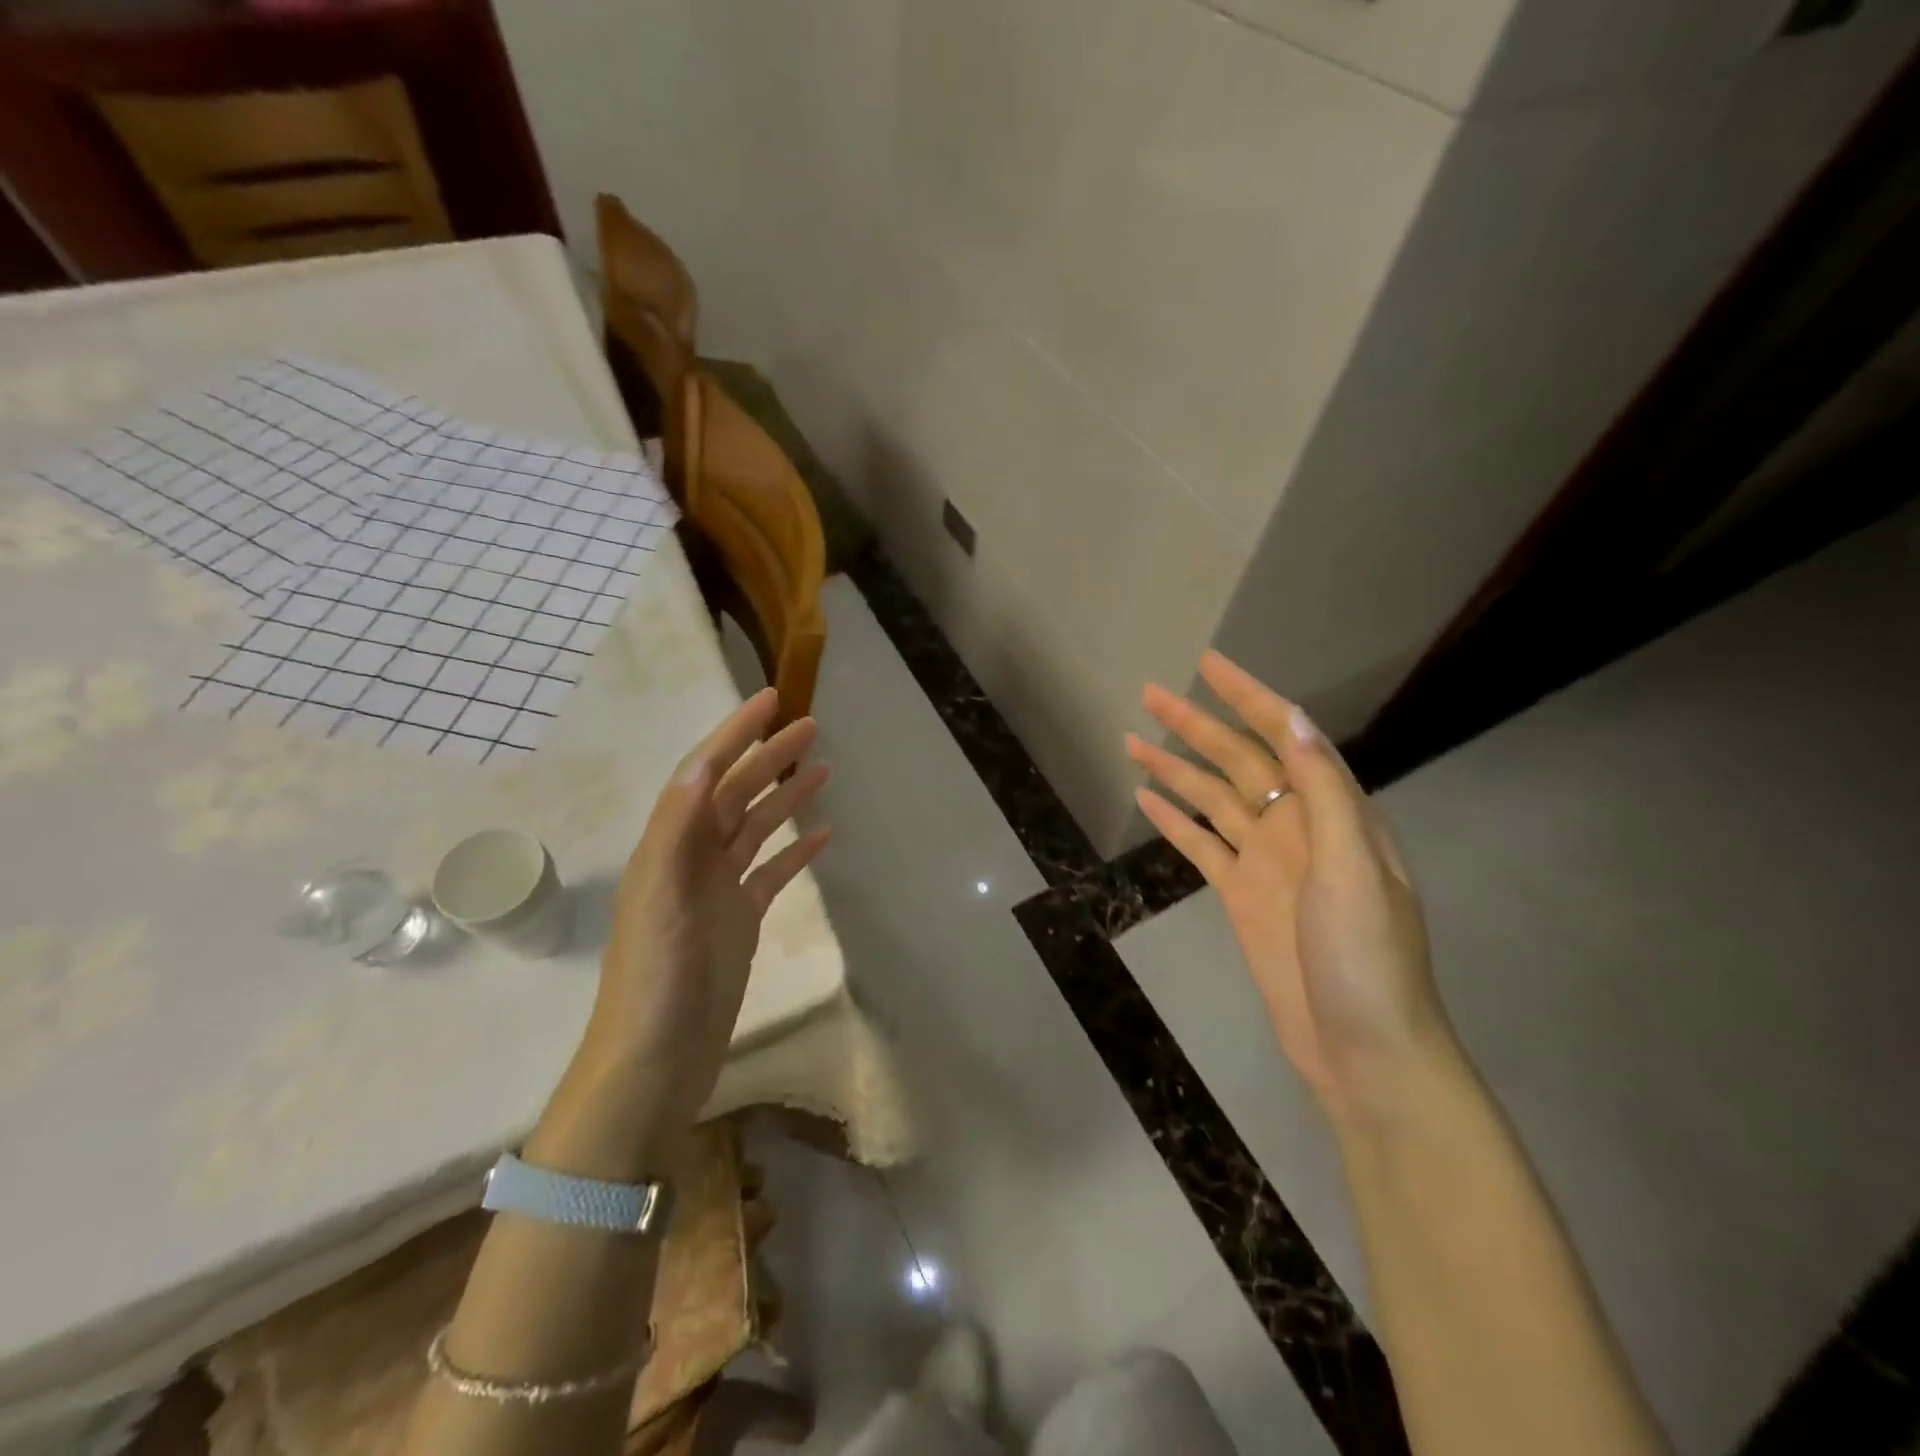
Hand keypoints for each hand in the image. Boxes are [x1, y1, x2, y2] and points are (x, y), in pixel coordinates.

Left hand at [570, 689, 830, 1148]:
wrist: (652, 1068)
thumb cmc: (656, 985)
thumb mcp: (663, 903)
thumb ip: (677, 834)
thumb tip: (699, 766)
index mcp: (669, 849)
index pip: (704, 774)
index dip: (734, 733)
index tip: (771, 699)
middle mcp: (691, 861)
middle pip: (734, 795)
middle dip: (768, 757)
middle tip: (810, 727)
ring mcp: (717, 893)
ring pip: (755, 830)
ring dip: (785, 798)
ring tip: (823, 770)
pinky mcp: (737, 923)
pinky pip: (770, 875)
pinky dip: (794, 853)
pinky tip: (821, 838)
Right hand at [1127, 652, 1450, 1119]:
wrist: (1363, 1048)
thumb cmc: (1367, 958)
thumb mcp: (1352, 868)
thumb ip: (1323, 792)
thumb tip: (1293, 719)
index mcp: (1333, 812)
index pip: (1285, 736)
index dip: (1248, 697)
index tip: (1209, 664)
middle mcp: (1297, 826)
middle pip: (1238, 761)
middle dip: (1195, 725)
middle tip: (1149, 693)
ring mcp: (1265, 861)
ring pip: (1212, 800)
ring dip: (1175, 769)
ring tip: (1133, 740)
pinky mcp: (1240, 895)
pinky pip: (1201, 846)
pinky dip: (1174, 821)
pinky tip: (1147, 799)